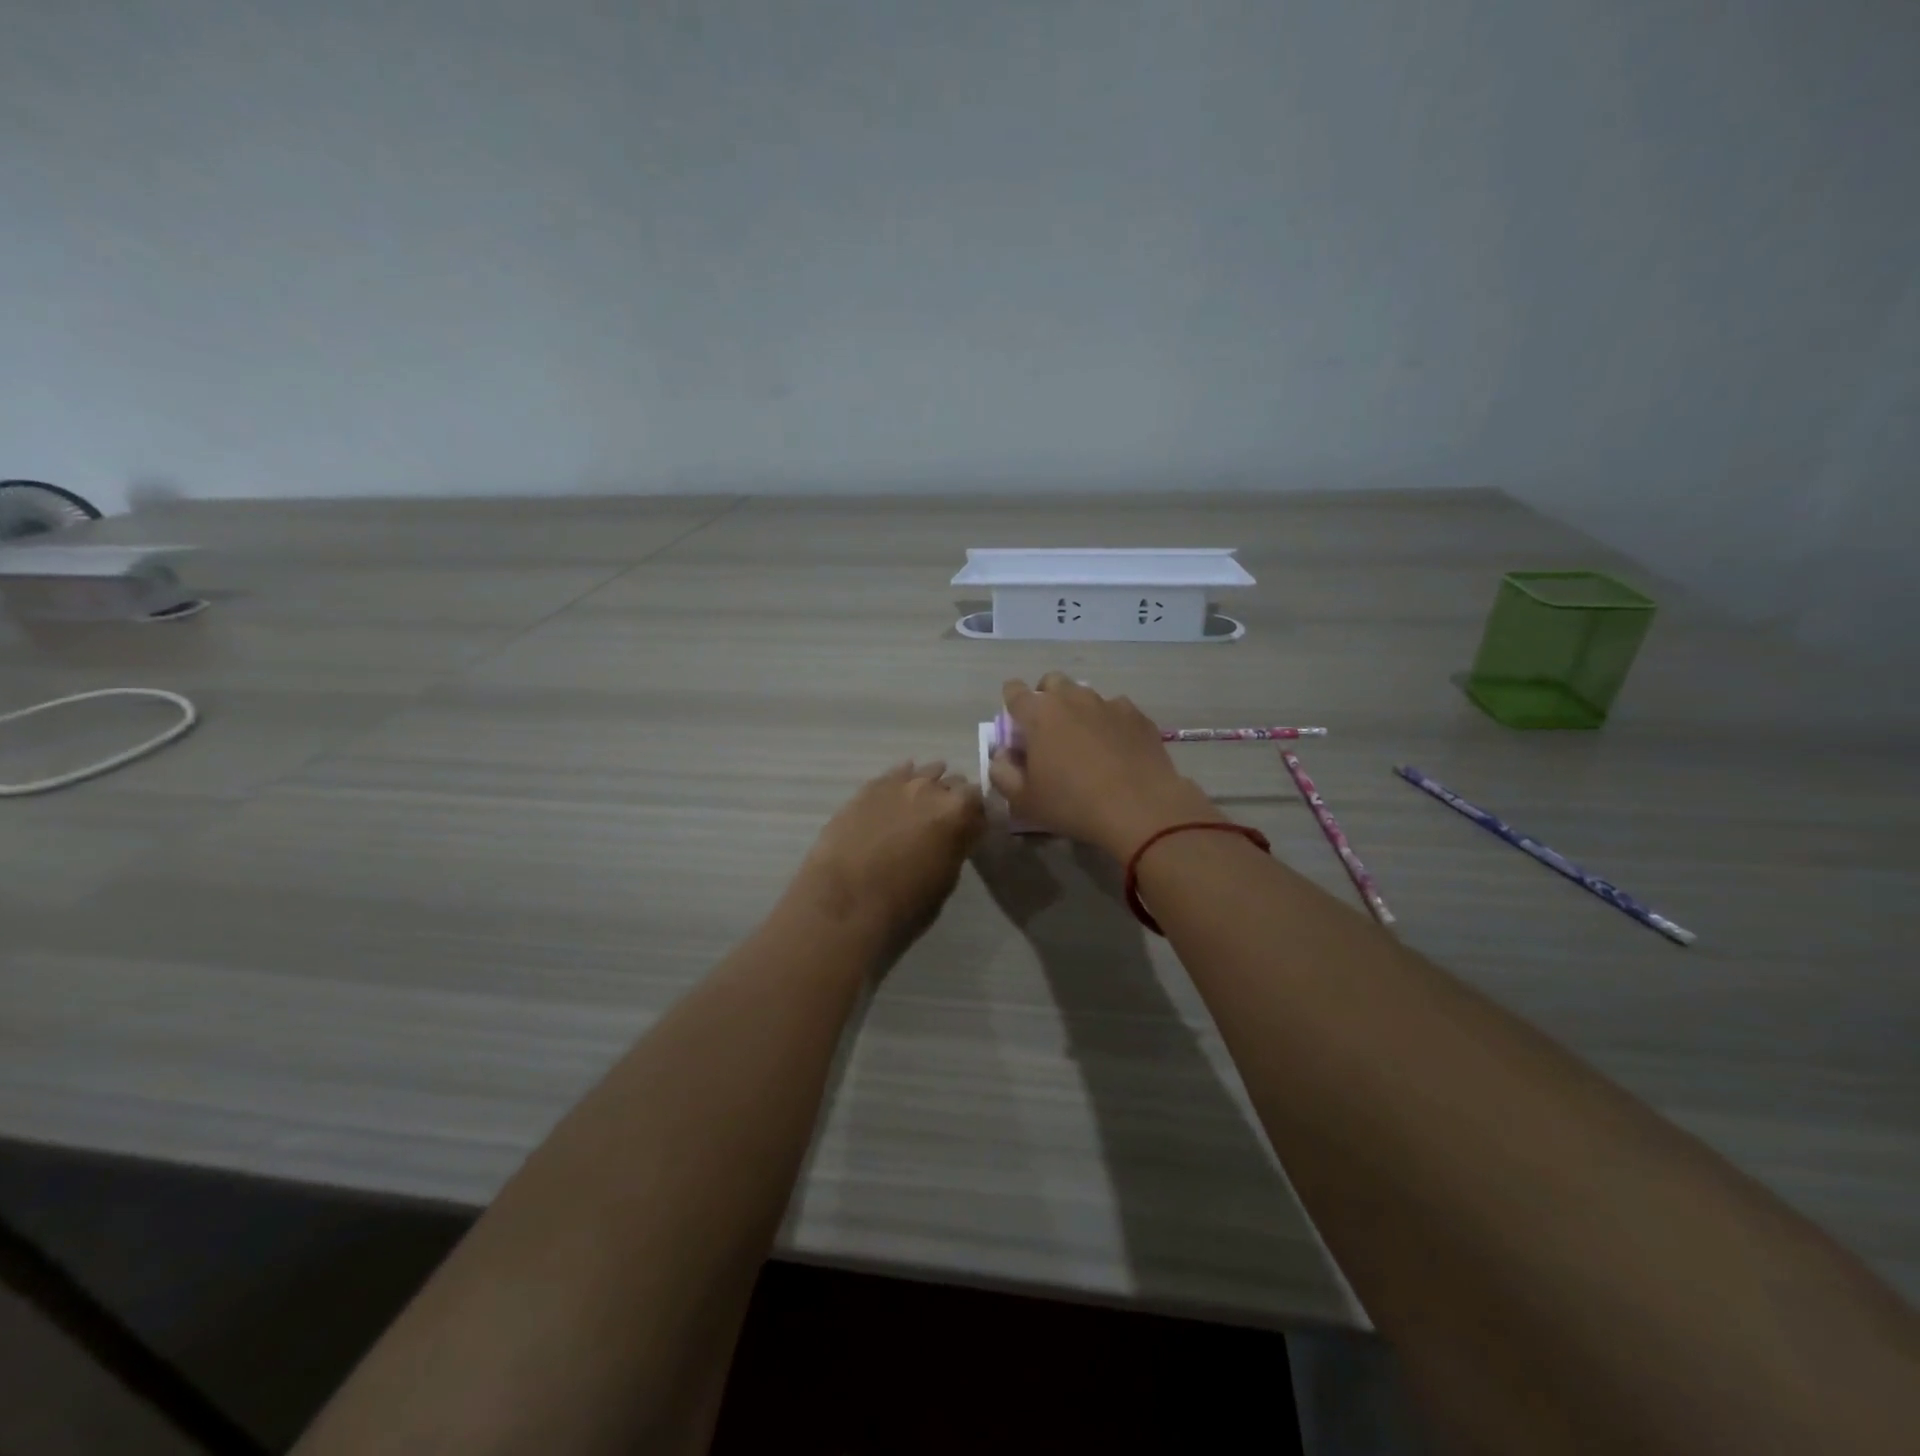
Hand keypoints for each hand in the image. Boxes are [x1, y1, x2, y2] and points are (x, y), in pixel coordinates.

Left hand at [793, 761, 985, 949]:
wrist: (846, 903)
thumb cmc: (905, 905)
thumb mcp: (946, 880)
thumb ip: (955, 848)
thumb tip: (953, 838)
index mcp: (959, 813)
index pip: (979, 801)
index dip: (975, 816)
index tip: (970, 829)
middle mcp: (933, 789)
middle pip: (953, 782)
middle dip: (952, 799)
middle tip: (943, 821)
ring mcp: (899, 784)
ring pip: (924, 772)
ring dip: (927, 786)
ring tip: (920, 805)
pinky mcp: (868, 788)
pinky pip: (894, 774)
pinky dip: (900, 782)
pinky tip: (896, 794)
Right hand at [988, 674, 1222, 858]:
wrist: (1140, 808)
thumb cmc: (1072, 804)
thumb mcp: (1023, 800)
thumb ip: (1002, 773)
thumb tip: (1002, 755)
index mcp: (1039, 713)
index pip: (1014, 690)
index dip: (1011, 703)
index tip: (1016, 725)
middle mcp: (1072, 698)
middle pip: (1051, 682)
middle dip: (1045, 698)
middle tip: (1048, 731)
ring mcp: (1108, 703)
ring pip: (1085, 695)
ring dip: (1078, 710)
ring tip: (1085, 742)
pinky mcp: (1137, 715)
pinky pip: (1116, 710)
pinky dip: (1110, 722)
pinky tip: (1116, 749)